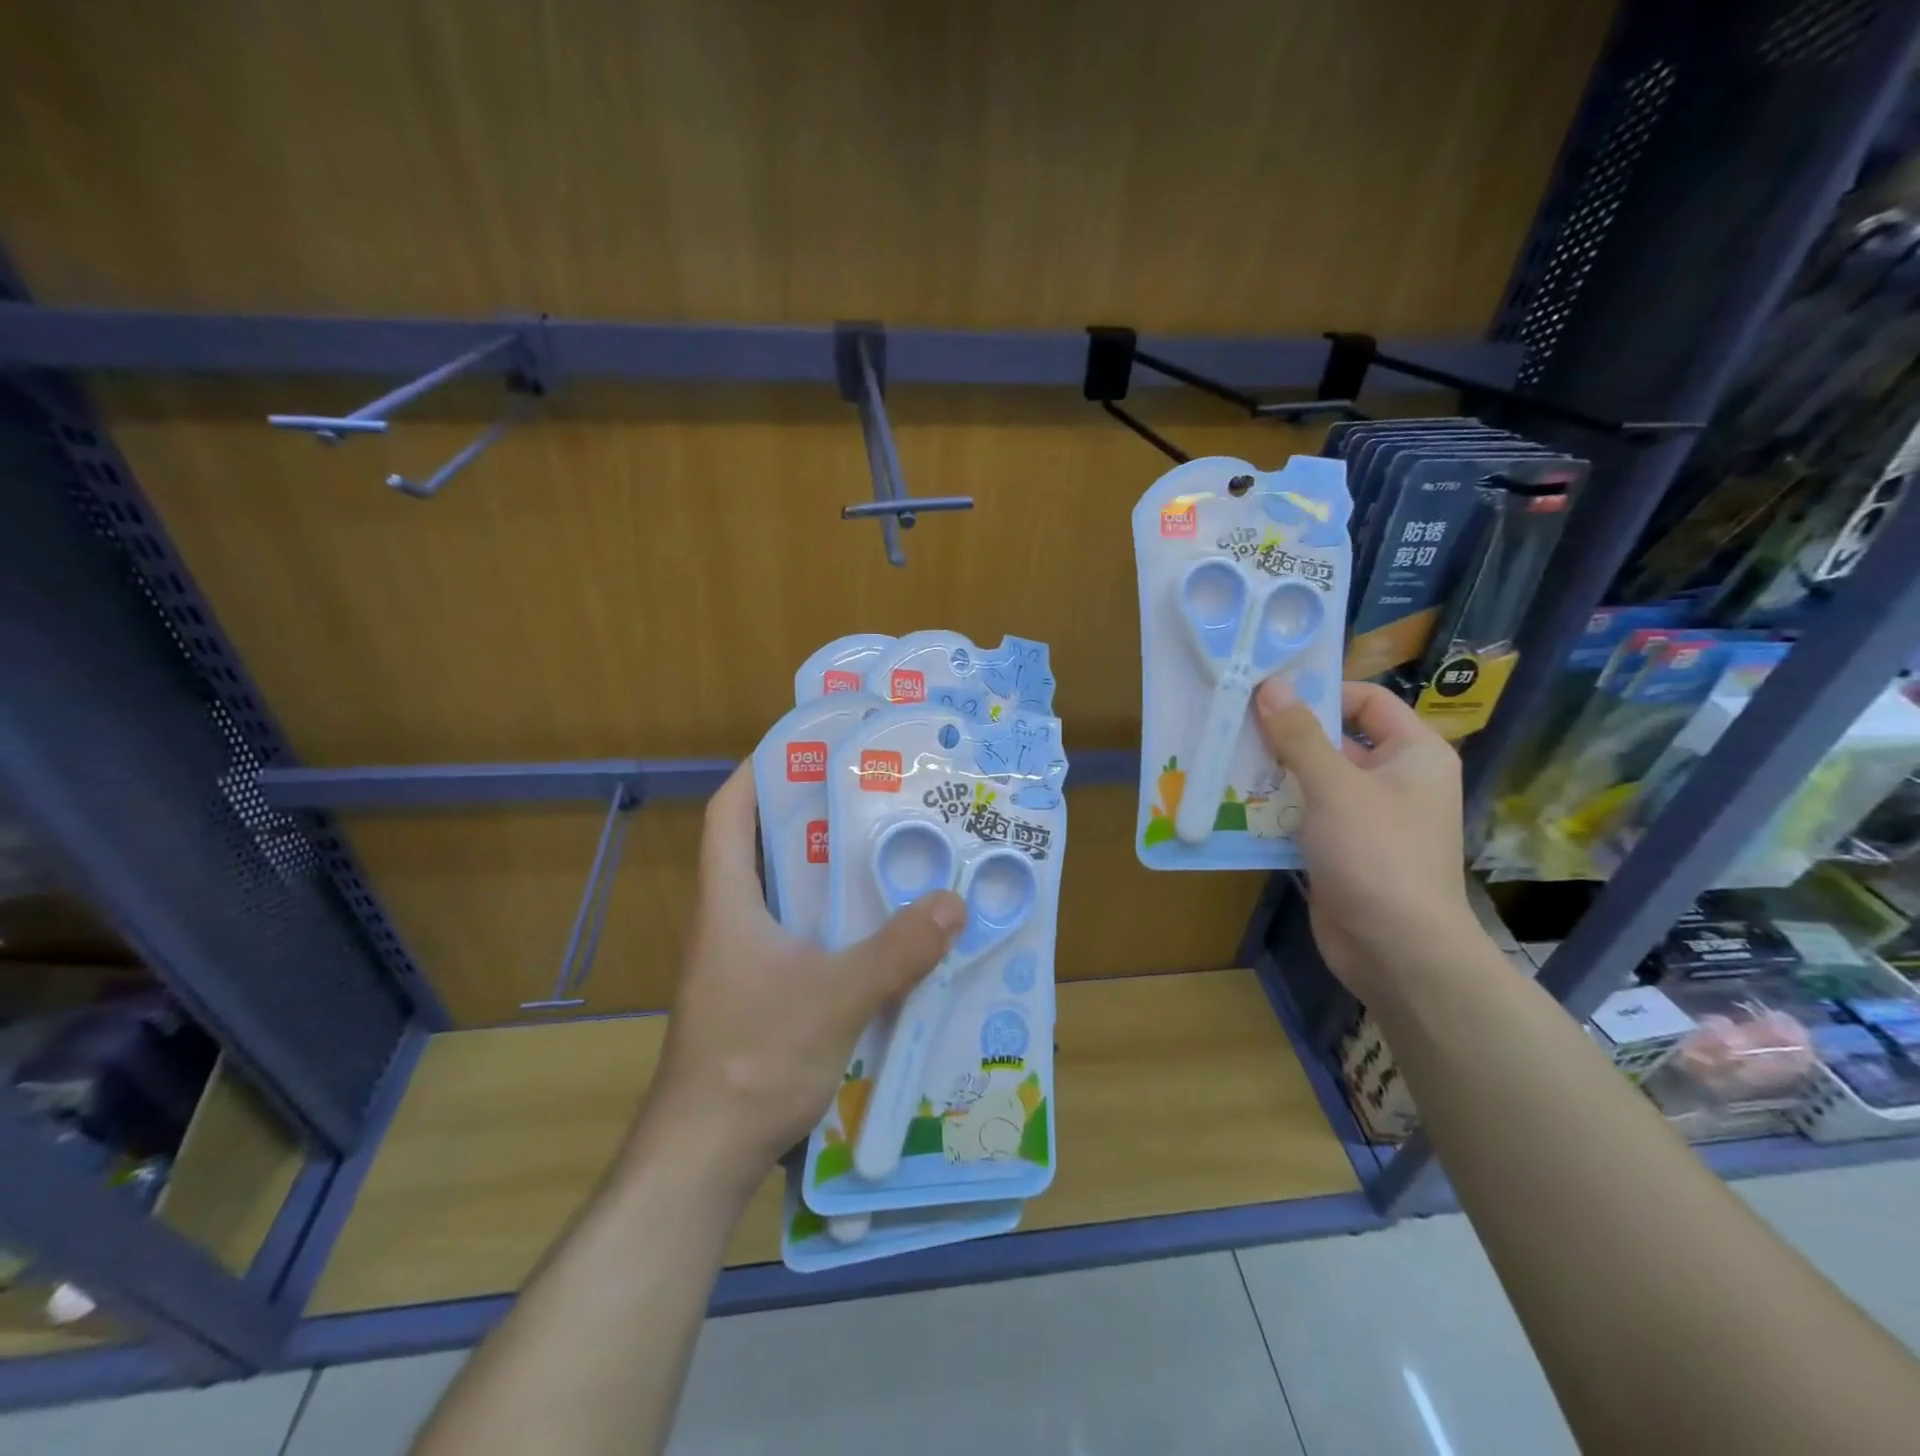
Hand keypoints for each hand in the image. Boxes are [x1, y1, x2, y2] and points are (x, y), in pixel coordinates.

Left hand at [640, 763, 963, 1193]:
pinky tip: (875, 929)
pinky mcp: (757, 994)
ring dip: (824, 871)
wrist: (702, 1158)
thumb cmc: (752, 1061)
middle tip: (869, 795)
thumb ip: (896, 951)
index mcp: (728, 901)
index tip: (806, 746)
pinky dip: (831, 920)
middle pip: (762, 846)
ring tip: (883, 850)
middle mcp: (728, 921)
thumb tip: (952, 902)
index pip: (728, 813)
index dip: (759, 771)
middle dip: (809, 815)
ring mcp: (740, 961)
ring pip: (783, 894)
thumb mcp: (835, 998)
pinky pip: (797, 936)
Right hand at [1255, 679, 1478, 1001]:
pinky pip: (1304, 817)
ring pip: (1313, 781)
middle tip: (1232, 724)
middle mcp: (1394, 780)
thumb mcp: (1335, 785)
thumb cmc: (1377, 854)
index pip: (1367, 701)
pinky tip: (1233, 804)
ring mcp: (1366, 819)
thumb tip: (1270, 686)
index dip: (1320, 692)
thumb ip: (1300, 735)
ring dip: (1272, 774)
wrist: (1397, 950)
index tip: (1267, 692)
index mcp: (1414, 754)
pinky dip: (1274, 810)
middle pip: (1334, 740)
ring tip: (1223, 760)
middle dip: (1284, 735)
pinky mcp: (1341, 851)